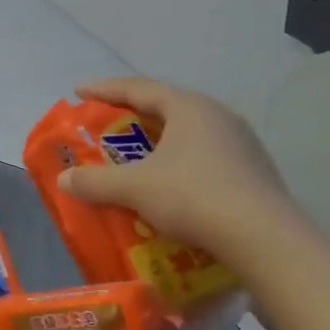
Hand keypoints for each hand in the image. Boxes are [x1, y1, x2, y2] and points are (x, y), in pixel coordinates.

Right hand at [59, 78, 302, 268]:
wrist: (265, 240)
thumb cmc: (194, 197)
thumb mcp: (135, 188)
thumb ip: (96, 182)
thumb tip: (63, 180)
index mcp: (189, 108)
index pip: (139, 89)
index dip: (105, 90)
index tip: (79, 92)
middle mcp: (218, 116)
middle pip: (166, 108)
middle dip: (133, 116)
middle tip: (107, 124)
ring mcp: (242, 143)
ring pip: (189, 133)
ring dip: (159, 141)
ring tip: (138, 155)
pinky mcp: (254, 171)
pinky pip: (207, 156)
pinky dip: (181, 163)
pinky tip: (172, 183)